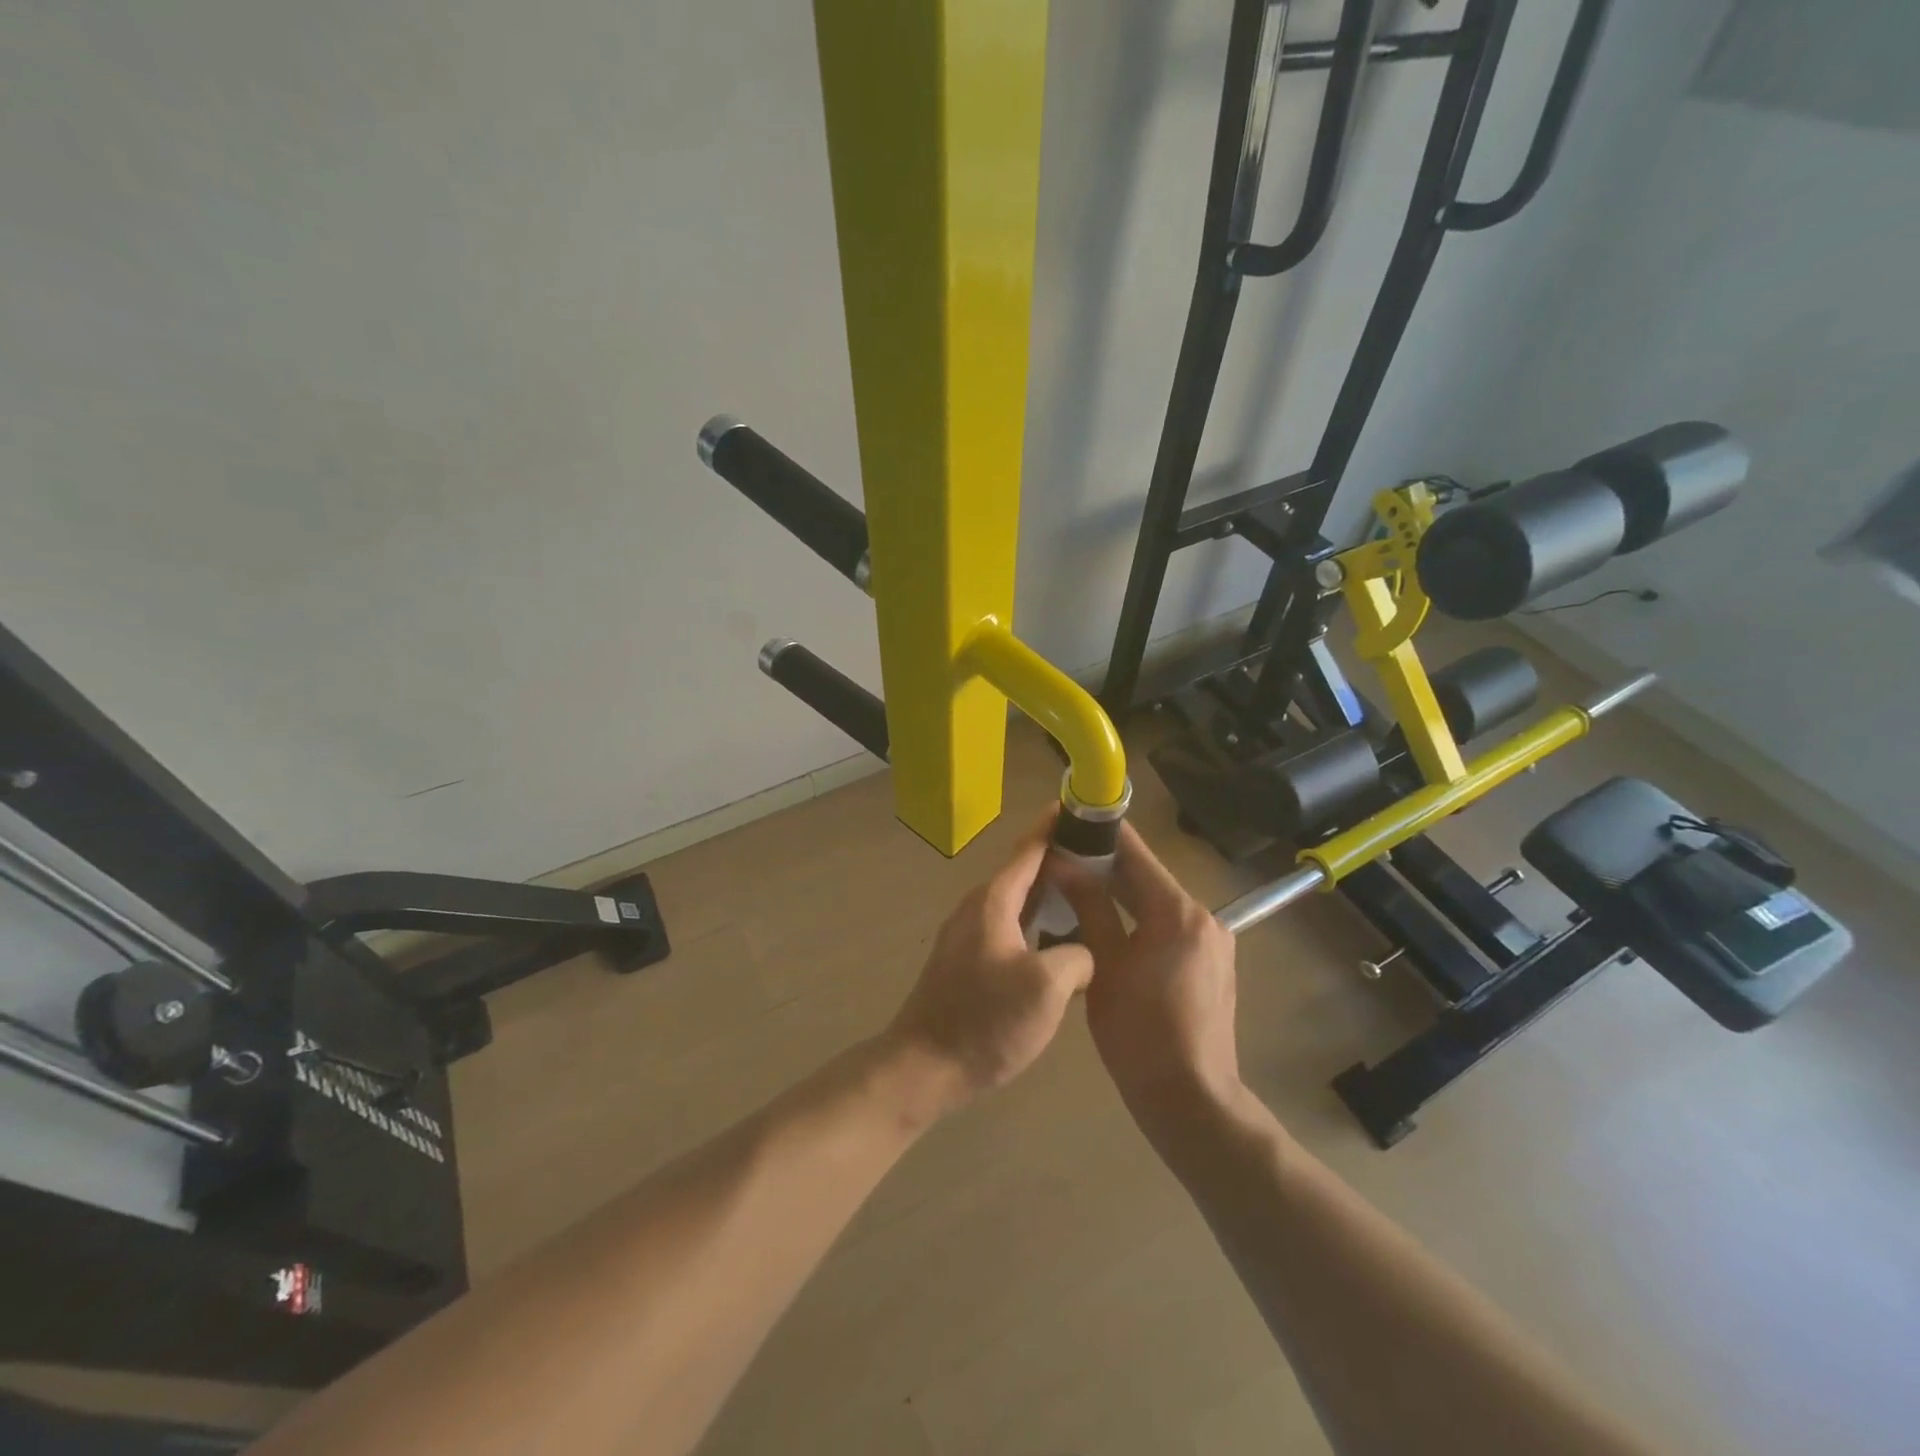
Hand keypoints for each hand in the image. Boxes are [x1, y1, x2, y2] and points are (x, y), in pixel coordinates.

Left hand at [882, 818, 1095, 1118]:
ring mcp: (968, 935)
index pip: (1029, 850)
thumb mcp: (1046, 988)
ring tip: (1088, 896)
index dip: (1054, 826)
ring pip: (1017, 903)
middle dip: (1059, 860)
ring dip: (1049, 895)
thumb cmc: (985, 1022)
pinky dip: (1036, 924)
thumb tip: (1081, 953)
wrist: (923, 1066)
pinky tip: (1059, 943)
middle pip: (1023, 873)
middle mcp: (977, 908)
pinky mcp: (967, 962)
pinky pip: (1009, 927)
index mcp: (993, 902)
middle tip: (1101, 857)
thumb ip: (1076, 956)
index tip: (1079, 807)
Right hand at [1060, 822, 1244, 1128]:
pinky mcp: (1210, 963)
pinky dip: (1138, 918)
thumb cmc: (1141, 1035)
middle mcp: (1203, 916)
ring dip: (1120, 893)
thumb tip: (1064, 864)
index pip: (1136, 854)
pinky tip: (1106, 923)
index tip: (1071, 817)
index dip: (1102, 832)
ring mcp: (1212, 941)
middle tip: (1061, 854)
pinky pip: (1168, 926)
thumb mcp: (1105, 966)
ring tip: (1075, 884)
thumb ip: (1088, 908)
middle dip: (1105, 865)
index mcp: (1178, 912)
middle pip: (1147, 877)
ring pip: (1157, 902)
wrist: (1192, 1101)